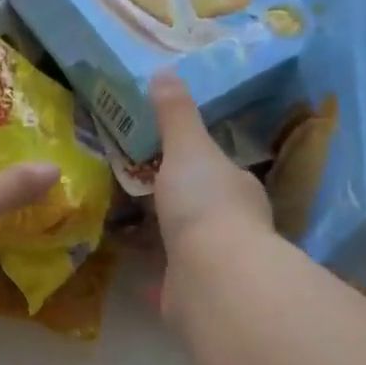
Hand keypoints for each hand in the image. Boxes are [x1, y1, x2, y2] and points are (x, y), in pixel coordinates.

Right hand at [150, 74, 273, 318]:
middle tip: (138, 194)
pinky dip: (154, 277)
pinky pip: (169, 280)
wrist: (210, 274)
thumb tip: (164, 70)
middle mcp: (233, 226)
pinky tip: (135, 273)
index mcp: (237, 189)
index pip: (217, 172)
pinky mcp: (192, 294)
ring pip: (186, 245)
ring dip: (164, 239)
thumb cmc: (204, 204)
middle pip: (200, 208)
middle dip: (175, 203)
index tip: (164, 160)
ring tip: (128, 229)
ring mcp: (214, 263)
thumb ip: (175, 116)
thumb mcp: (187, 149)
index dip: (193, 164)